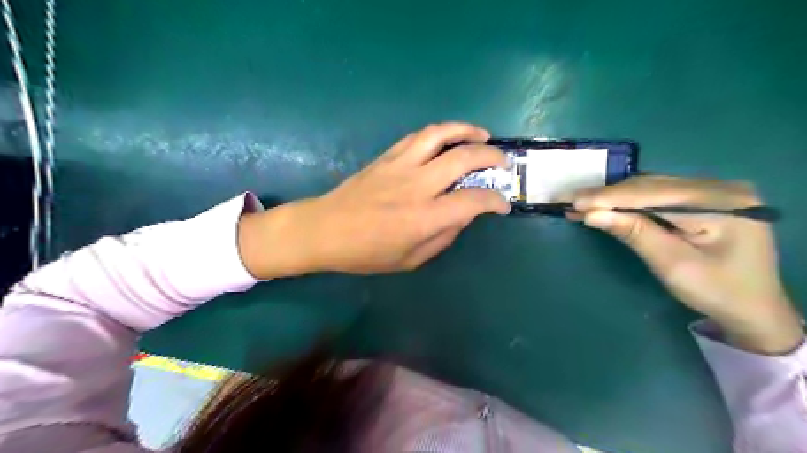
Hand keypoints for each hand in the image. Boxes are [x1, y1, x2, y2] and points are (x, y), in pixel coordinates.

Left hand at [236, 121, 508, 275]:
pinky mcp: (387, 156)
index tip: (502, 204)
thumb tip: (465, 215)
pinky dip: (440, 132)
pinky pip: (418, 136)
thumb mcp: (410, 259)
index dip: (495, 201)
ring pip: (440, 135)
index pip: (472, 201)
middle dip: (492, 157)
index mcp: (423, 217)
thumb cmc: (366, 253)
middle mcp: (417, 186)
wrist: (325, 230)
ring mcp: (400, 166)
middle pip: (464, 158)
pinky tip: (448, 139)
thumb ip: (443, 237)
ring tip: (482, 135)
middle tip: (503, 162)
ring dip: (467, 130)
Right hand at [570, 175, 802, 355]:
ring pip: (651, 188)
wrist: (753, 309)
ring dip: (614, 197)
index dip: (609, 197)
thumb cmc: (717, 292)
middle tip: (570, 202)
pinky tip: (606, 206)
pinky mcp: (703, 200)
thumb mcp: (673, 265)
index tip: (572, 202)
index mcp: (722, 202)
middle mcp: (719, 187)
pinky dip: (629, 202)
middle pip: (651, 186)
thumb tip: (591, 214)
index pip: (653, 193)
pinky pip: (657, 195)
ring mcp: (712, 191)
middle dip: (607, 195)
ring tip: (581, 204)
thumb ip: (634, 233)